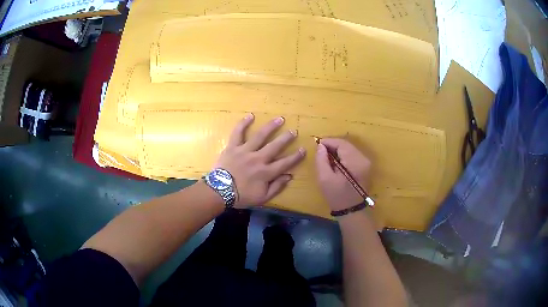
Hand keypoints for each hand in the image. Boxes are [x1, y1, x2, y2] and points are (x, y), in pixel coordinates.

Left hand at [215, 114, 305, 207]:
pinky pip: (238, 133)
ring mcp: (245, 151)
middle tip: (293, 131)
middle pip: (275, 146)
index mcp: (266, 172)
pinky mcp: (233, 147)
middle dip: (286, 138)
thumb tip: (289, 176)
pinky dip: (243, 124)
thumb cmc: (241, 196)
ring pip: (260, 136)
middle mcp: (258, 159)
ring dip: (271, 127)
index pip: (285, 163)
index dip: (295, 156)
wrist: (219, 192)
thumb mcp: (262, 198)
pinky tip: (250, 115)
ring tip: (279, 119)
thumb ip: (277, 187)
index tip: (303, 149)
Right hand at [315, 138, 371, 210]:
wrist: (351, 210)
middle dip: (333, 145)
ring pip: (349, 149)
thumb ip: (321, 160)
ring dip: (337, 149)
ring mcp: (366, 162)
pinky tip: (335, 161)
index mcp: (355, 161)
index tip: (317, 144)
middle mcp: (363, 158)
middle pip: (346, 145)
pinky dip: (343, 155)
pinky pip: (352, 155)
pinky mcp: (365, 166)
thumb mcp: (325, 179)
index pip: (341, 143)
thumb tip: (320, 146)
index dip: (328, 141)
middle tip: (320, 150)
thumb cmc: (337, 196)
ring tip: (326, 155)